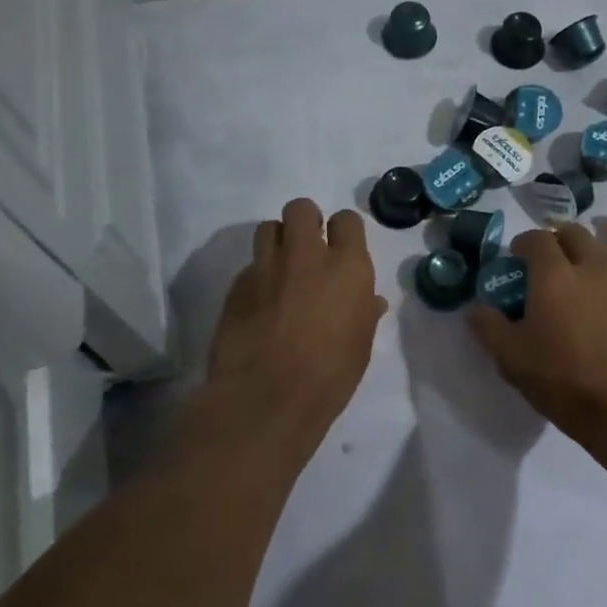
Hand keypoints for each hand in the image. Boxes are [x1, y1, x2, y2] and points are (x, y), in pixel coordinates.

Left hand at [205, 198, 387, 468]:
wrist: (266, 398)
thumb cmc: (329, 375)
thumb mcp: (360, 345)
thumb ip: (364, 313)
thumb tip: (370, 301)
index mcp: (347, 267)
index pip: (347, 220)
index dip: (343, 231)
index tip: (340, 248)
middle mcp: (307, 255)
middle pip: (301, 209)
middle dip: (304, 223)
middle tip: (307, 250)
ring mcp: (267, 267)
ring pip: (268, 228)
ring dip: (277, 242)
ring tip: (280, 270)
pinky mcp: (237, 285)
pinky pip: (249, 265)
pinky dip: (257, 276)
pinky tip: (259, 303)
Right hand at [468, 224, 606, 446]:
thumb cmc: (563, 379)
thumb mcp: (511, 358)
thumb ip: (488, 326)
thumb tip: (477, 308)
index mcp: (555, 274)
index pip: (537, 238)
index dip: (522, 243)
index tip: (513, 260)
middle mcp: (591, 267)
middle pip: (574, 233)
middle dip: (555, 241)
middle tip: (541, 266)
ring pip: (599, 251)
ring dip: (581, 256)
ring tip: (569, 286)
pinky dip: (601, 279)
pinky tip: (593, 308)